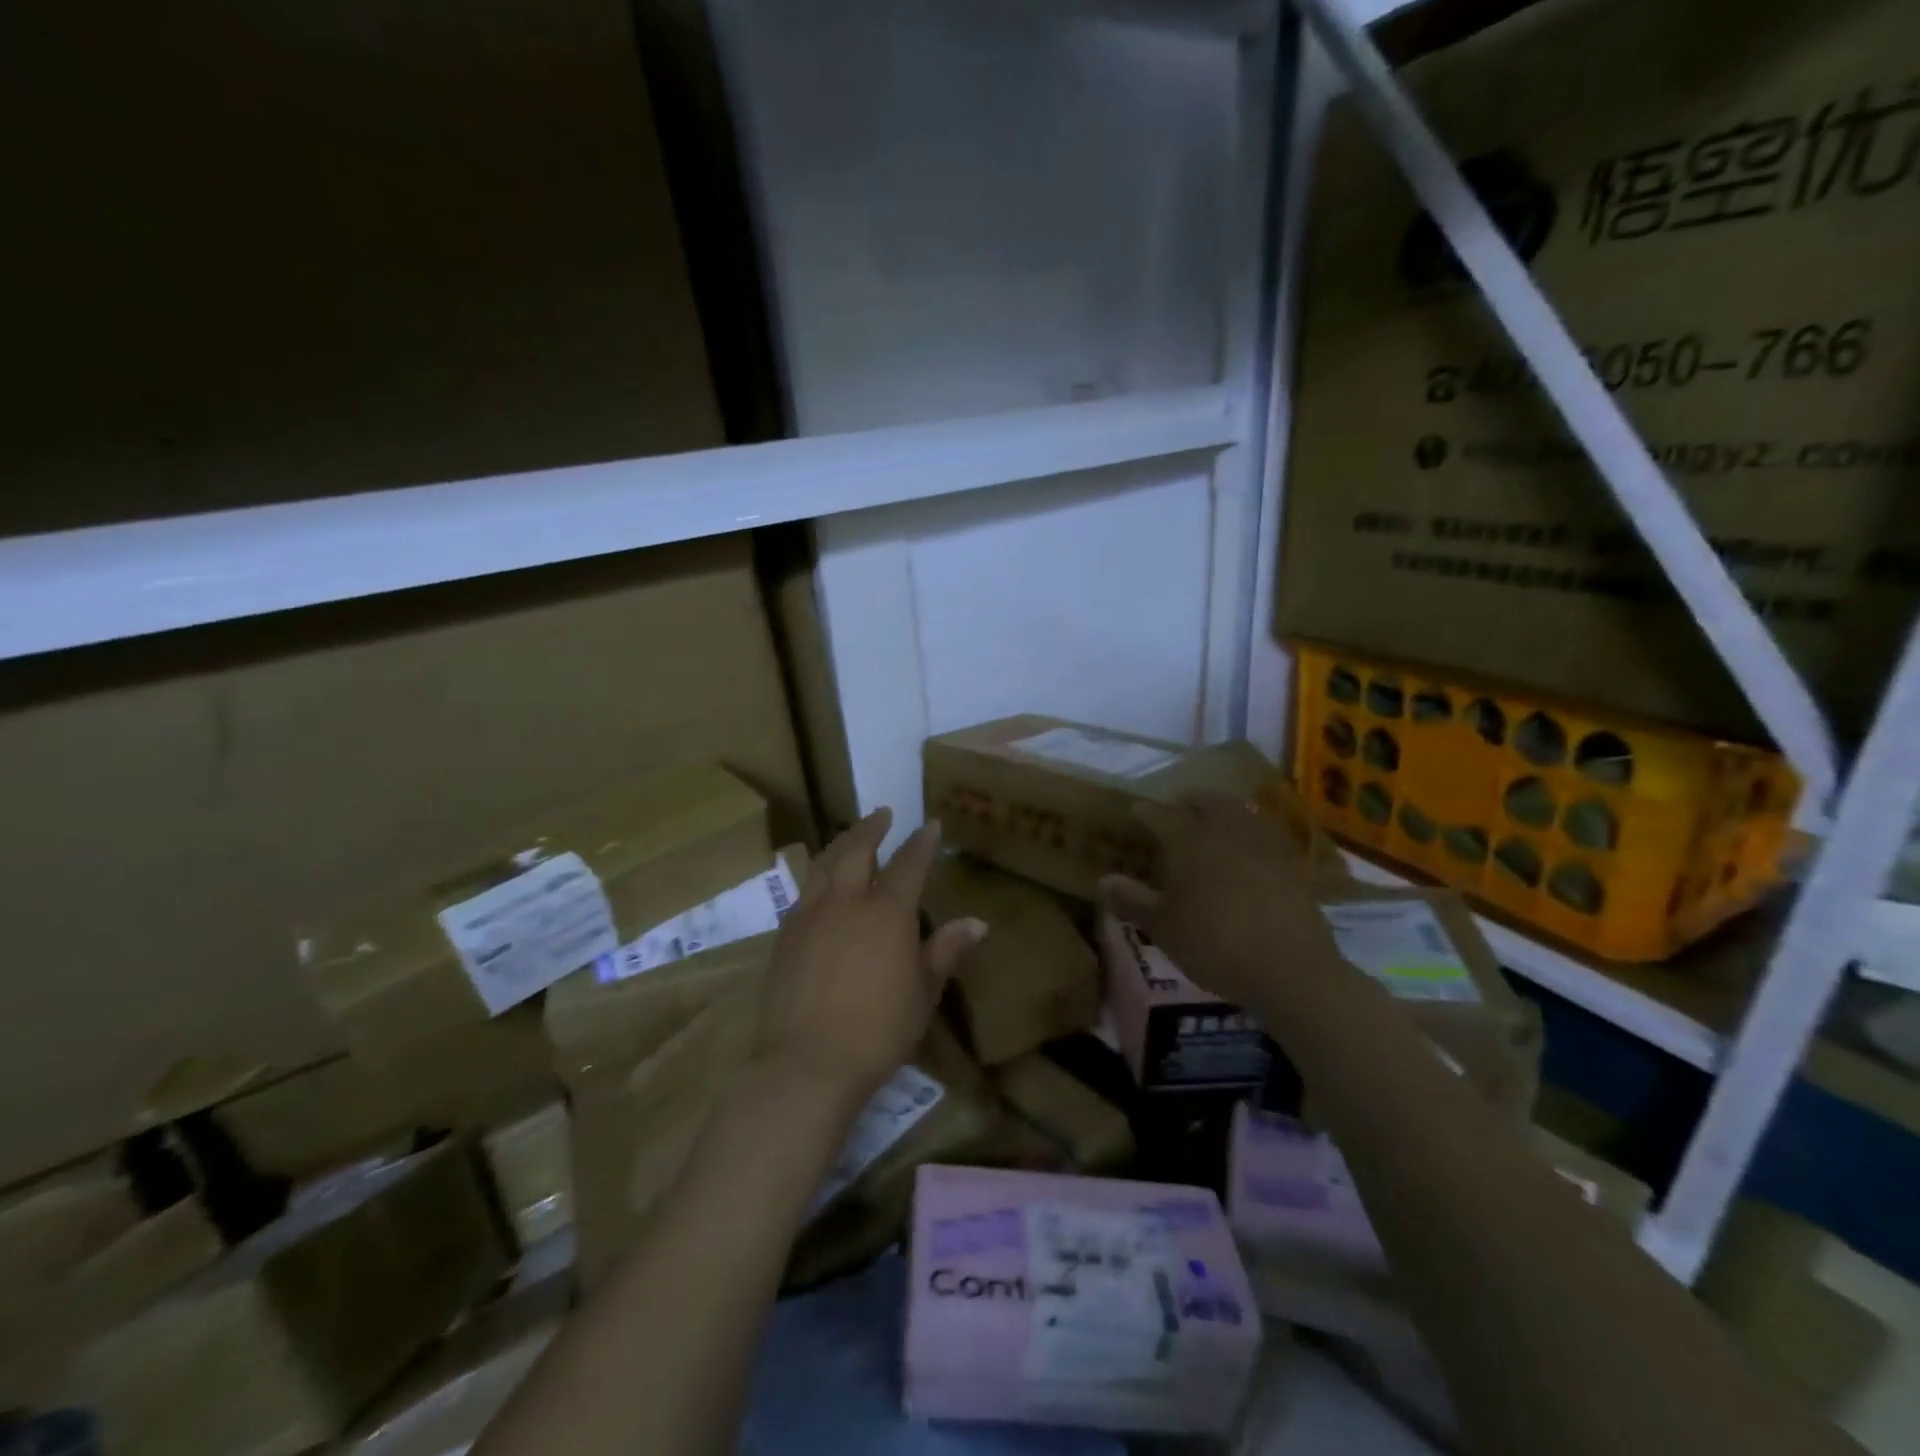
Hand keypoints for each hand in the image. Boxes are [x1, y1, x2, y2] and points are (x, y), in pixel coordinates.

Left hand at [755, 808, 985, 1109]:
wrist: (807, 1062)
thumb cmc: (879, 1030)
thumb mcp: (924, 992)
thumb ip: (946, 951)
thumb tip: (977, 923)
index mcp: (887, 912)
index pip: (908, 864)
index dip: (921, 842)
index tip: (929, 824)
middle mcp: (846, 901)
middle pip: (856, 849)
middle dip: (871, 827)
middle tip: (882, 813)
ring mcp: (810, 915)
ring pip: (824, 864)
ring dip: (840, 843)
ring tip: (850, 836)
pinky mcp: (785, 936)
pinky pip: (804, 892)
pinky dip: (818, 877)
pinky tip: (821, 885)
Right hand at [1098, 794, 1339, 1008]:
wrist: (1291, 968)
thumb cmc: (1214, 944)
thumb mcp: (1163, 928)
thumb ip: (1132, 900)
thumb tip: (1103, 880)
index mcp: (1189, 839)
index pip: (1160, 814)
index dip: (1145, 812)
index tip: (1135, 812)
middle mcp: (1226, 830)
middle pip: (1205, 801)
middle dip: (1187, 802)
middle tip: (1175, 812)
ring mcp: (1263, 844)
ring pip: (1238, 812)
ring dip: (1221, 814)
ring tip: (1210, 828)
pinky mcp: (1291, 863)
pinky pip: (1263, 835)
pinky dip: (1249, 835)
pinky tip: (1245, 854)